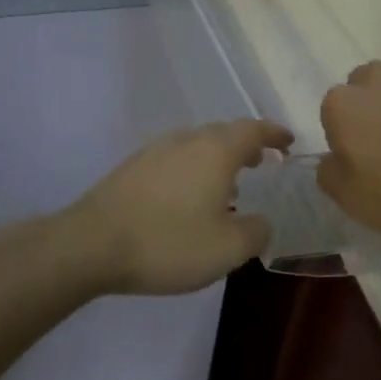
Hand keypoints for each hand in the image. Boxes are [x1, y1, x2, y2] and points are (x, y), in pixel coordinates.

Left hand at [60, 120, 293, 295]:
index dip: (273, 134)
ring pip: (195, 145)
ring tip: (228, 185)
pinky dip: (192, 170)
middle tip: (261, 163)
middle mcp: (185, 140)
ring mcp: (154, 151)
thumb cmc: (168, 243)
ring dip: (216, 158)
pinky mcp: (131, 167)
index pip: (252, 130)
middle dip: (245, 145)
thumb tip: (261, 221)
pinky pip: (174, 159)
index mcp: (214, 151)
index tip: (288, 142)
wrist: (92, 243)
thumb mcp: (227, 249)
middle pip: (222, 133)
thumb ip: (255, 232)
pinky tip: (189, 198)